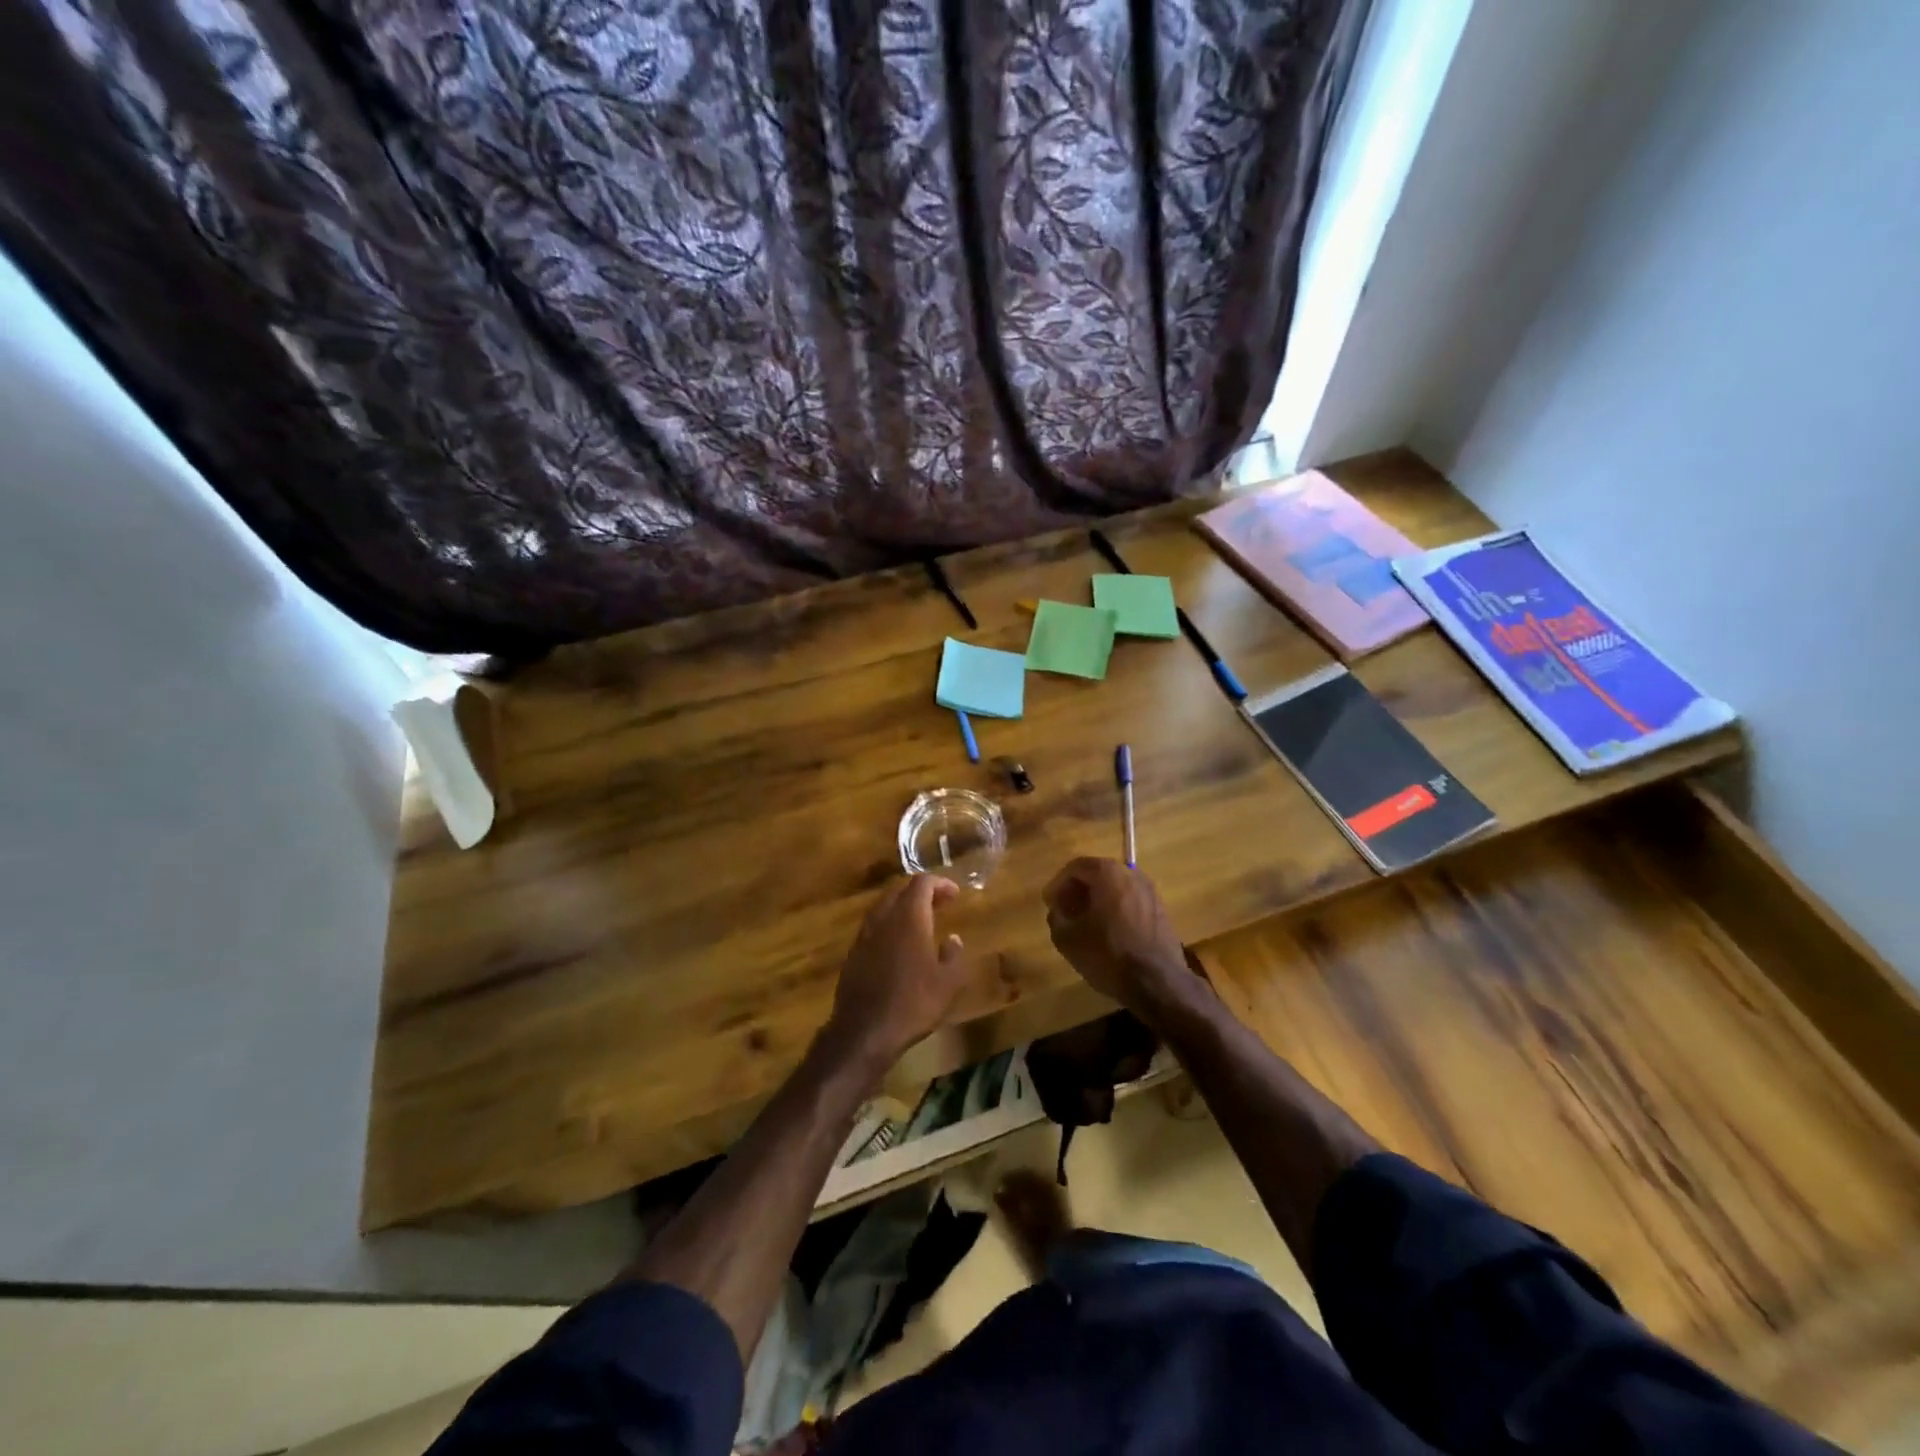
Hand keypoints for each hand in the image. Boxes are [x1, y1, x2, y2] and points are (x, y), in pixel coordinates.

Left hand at [824, 875, 968, 1068]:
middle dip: (920, 892)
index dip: (940, 883)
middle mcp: (883, 919)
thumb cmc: (913, 1003)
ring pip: (883, 907)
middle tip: (939, 904)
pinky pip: (873, 926)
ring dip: (902, 907)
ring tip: (921, 922)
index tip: (955, 894)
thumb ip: (953, 955)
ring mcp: (864, 935)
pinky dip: (889, 925)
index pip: (921, 883)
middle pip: (899, 890)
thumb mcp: (948, 983)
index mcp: (909, 918)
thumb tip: (953, 939)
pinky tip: (898, 945)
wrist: (864, 1032)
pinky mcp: (853, 953)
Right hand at [1043, 858, 1195, 1013]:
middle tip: (1065, 911)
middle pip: (1098, 874)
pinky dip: (1116, 910)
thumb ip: (1056, 917)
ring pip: (1116, 888)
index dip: (1058, 884)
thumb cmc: (1108, 954)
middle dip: (1078, 891)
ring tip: (1085, 923)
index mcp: (1108, 873)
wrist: (1158, 982)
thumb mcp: (1067, 939)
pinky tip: (1108, 933)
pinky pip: (1131, 902)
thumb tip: (1059, 911)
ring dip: (1098, 901)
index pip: (1076, 867)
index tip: (1049, 904)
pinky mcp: (1161, 911)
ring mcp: (1150, 892)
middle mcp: (1132, 874)